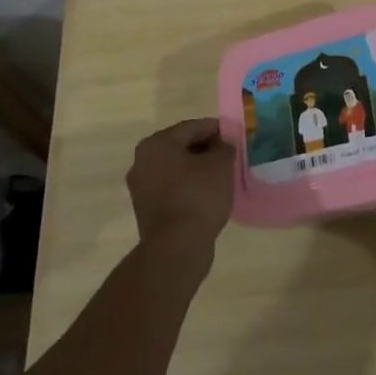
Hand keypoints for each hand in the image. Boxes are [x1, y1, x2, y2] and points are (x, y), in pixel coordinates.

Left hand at [127, 118, 234, 251]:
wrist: (176, 247)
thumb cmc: (198, 196)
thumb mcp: (220, 164)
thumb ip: (224, 147)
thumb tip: (222, 144)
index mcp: (157, 143)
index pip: (192, 127)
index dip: (216, 129)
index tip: (234, 136)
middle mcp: (142, 161)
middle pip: (181, 147)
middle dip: (205, 149)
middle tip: (229, 156)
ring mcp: (141, 188)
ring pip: (176, 169)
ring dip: (197, 170)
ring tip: (221, 177)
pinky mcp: (146, 210)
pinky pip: (172, 189)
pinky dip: (188, 188)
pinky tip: (207, 196)